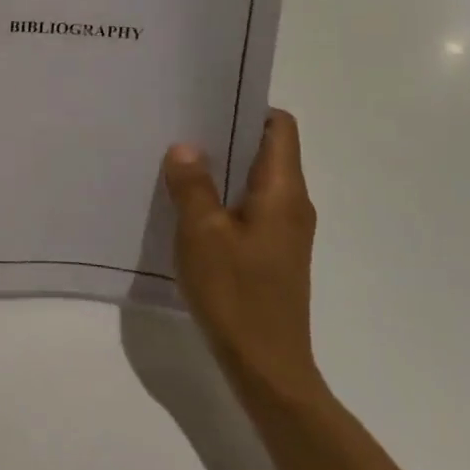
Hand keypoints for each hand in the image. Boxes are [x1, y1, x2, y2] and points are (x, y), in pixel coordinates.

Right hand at [165, 110, 325, 406]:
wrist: (267, 369)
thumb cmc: (236, 294)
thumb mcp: (201, 233)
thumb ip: (192, 185)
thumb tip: (185, 147)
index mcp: (282, 191)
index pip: (279, 127)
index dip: (248, 106)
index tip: (207, 100)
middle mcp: (292, 204)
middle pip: (266, 149)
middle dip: (225, 133)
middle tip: (180, 124)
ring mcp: (285, 231)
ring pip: (254, 179)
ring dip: (221, 167)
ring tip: (176, 159)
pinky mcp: (272, 252)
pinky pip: (249, 206)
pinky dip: (223, 196)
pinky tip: (188, 204)